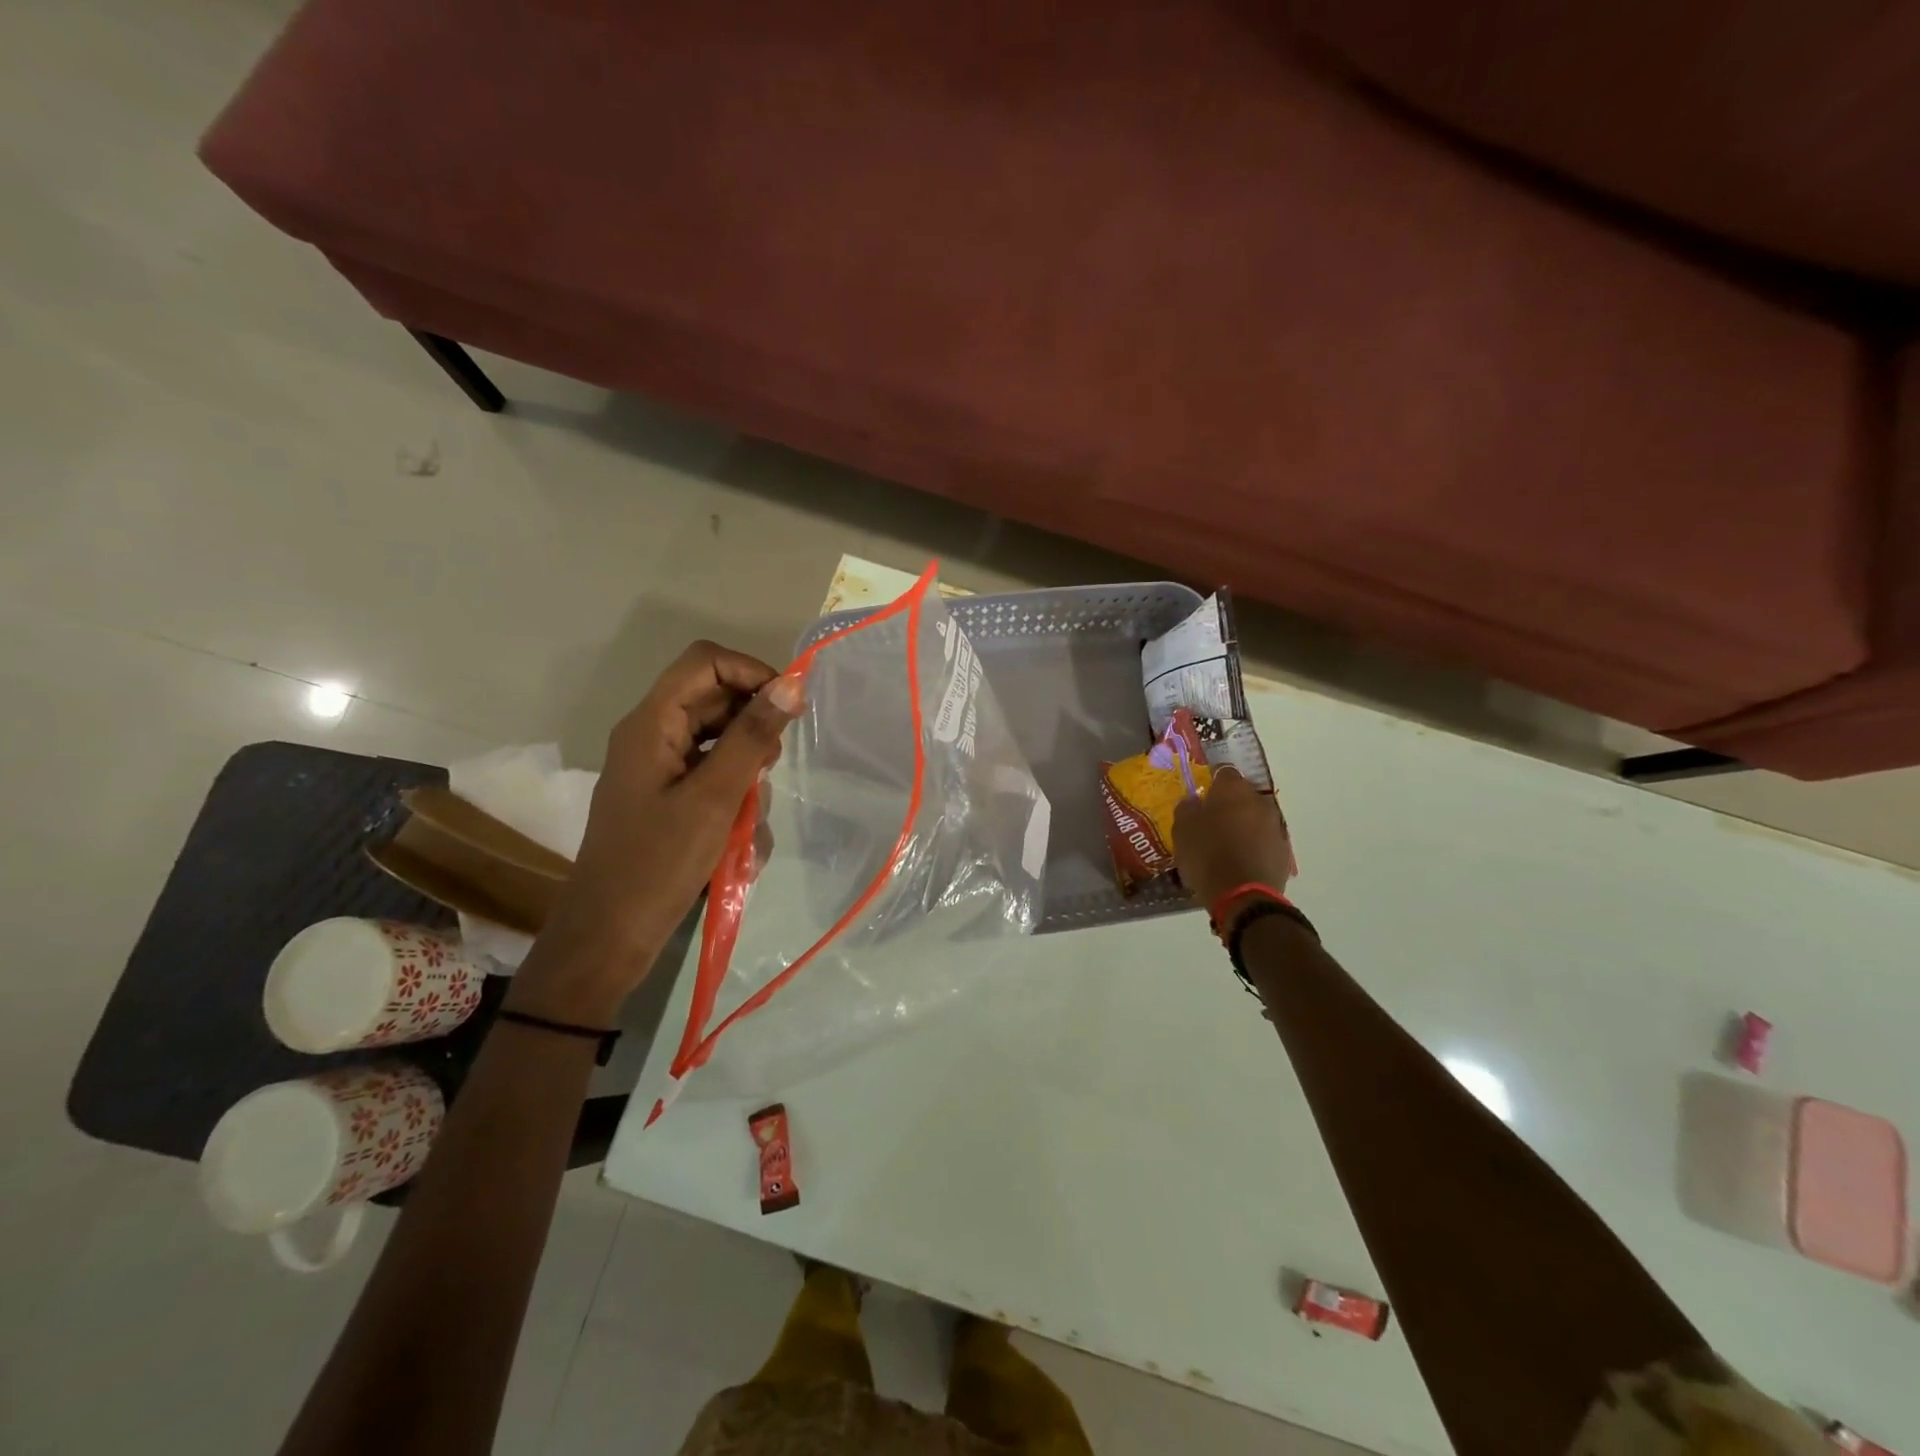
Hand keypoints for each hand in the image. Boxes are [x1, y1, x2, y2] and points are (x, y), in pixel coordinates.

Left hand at [508, 642, 803, 1026]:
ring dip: (747, 772)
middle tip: (769, 770)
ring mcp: (660, 769)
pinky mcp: (668, 799)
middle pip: (715, 701)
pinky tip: (741, 839)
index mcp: (651, 723)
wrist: (609, 937)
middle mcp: (652, 736)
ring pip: (720, 743)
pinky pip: (712, 778)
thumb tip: (791, 684)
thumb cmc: (658, 864)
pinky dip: (734, 799)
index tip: (789, 708)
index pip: (706, 661)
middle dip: (752, 730)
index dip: (751, 672)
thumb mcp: (714, 797)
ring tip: (750, 816)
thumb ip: (752, 737)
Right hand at [1172, 766, 1294, 916]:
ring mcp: (1276, 827)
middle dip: (1230, 806)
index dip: (1212, 784)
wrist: (1243, 896)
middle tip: (1211, 823)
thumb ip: (1187, 809)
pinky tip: (1239, 861)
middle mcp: (1260, 802)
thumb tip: (1194, 802)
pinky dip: (1254, 846)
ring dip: (1243, 826)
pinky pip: (1264, 841)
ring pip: (1256, 819)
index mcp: (1233, 790)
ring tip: (1226, 845)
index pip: (1224, 773)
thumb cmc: (1207, 856)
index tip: (1202, 798)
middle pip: (1243, 796)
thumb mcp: (1182, 830)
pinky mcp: (1284, 852)